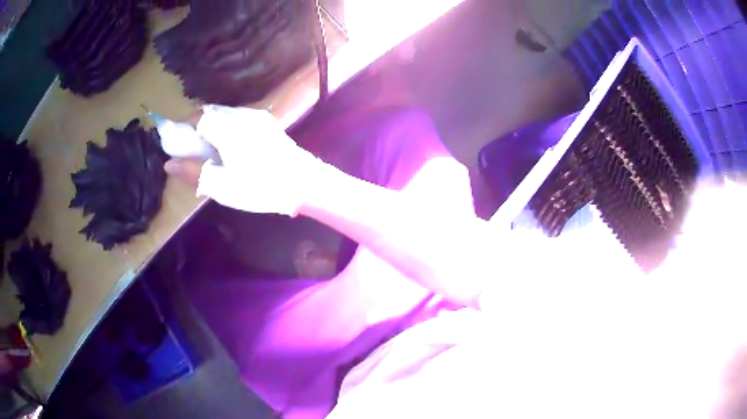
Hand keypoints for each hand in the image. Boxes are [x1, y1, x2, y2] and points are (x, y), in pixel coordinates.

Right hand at [165, 105, 325, 215]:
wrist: (304, 183)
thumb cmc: (261, 187)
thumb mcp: (223, 186)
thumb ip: (193, 172)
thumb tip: (169, 164)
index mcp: (228, 129)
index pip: (197, 117)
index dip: (183, 127)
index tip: (177, 143)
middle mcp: (242, 115)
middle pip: (210, 112)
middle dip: (195, 127)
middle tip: (190, 149)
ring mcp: (256, 117)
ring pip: (224, 114)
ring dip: (210, 126)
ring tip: (208, 150)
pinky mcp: (266, 122)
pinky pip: (237, 118)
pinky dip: (224, 127)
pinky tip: (227, 147)